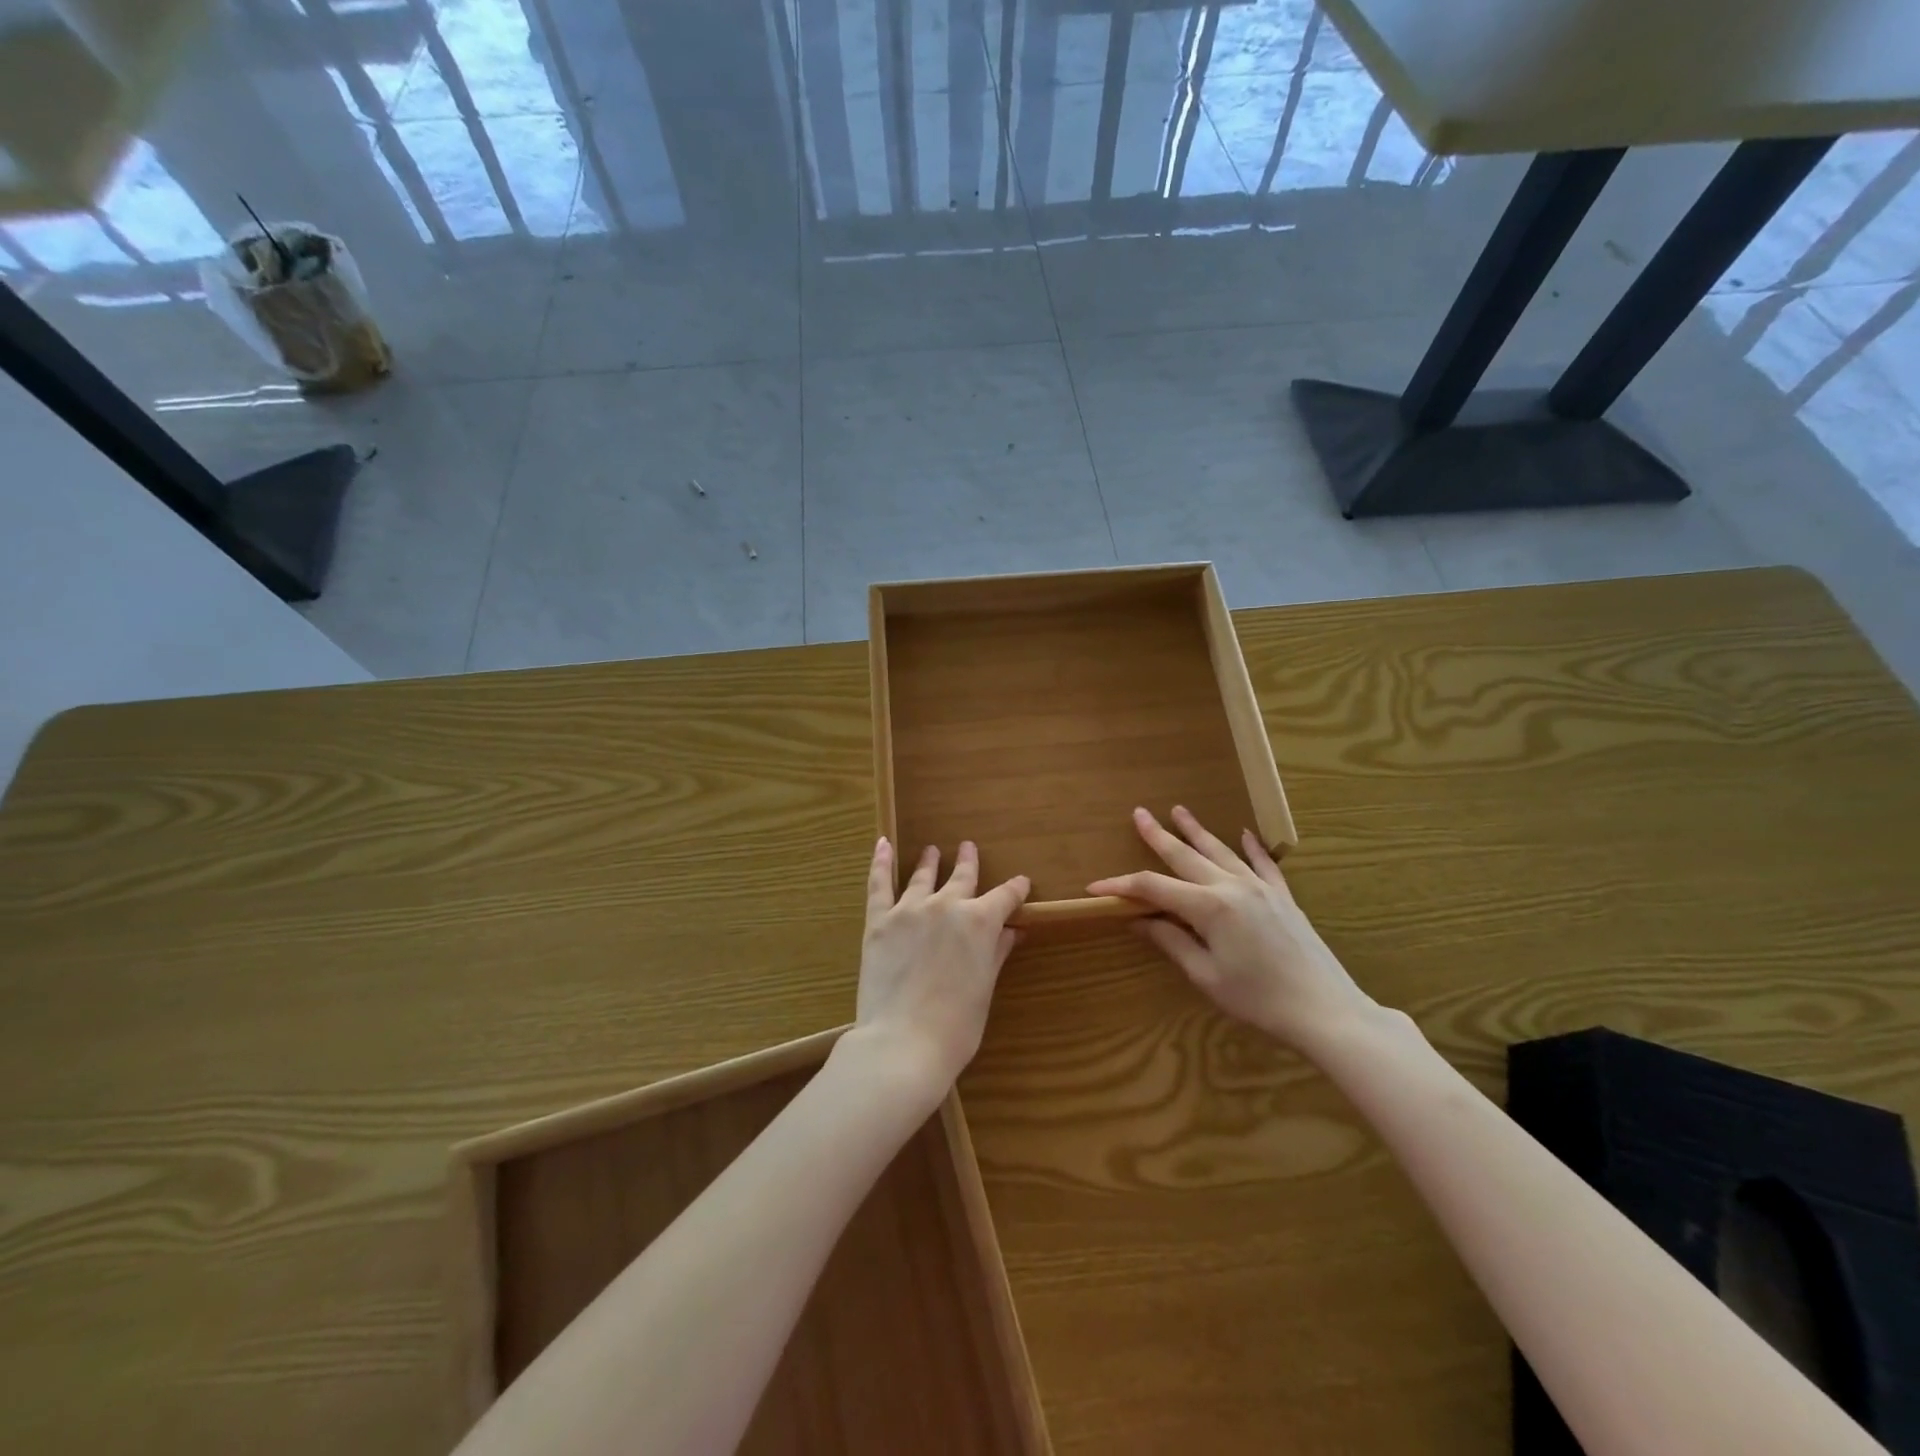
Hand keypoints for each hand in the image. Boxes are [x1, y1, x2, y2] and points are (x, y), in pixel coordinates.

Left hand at [850, 838, 1029, 1099]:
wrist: (903, 1042)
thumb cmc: (956, 1026)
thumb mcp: (984, 989)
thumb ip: (996, 953)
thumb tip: (1013, 932)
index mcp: (979, 922)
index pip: (1004, 897)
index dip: (1015, 889)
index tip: (1021, 883)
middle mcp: (947, 906)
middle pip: (962, 877)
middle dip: (969, 862)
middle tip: (969, 847)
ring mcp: (910, 910)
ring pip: (923, 877)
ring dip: (930, 861)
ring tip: (932, 850)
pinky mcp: (879, 921)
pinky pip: (879, 883)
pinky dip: (881, 862)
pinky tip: (883, 844)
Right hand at [1088, 806, 1373, 1050]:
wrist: (1324, 1009)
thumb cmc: (1258, 999)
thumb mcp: (1206, 976)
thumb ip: (1171, 942)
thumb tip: (1138, 919)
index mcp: (1208, 907)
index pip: (1153, 888)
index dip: (1122, 886)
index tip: (1095, 888)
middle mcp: (1231, 886)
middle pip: (1185, 856)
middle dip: (1158, 835)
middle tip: (1139, 814)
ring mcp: (1260, 888)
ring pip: (1221, 851)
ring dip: (1197, 831)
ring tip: (1178, 810)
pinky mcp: (1283, 897)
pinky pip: (1263, 864)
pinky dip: (1251, 847)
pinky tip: (1244, 833)